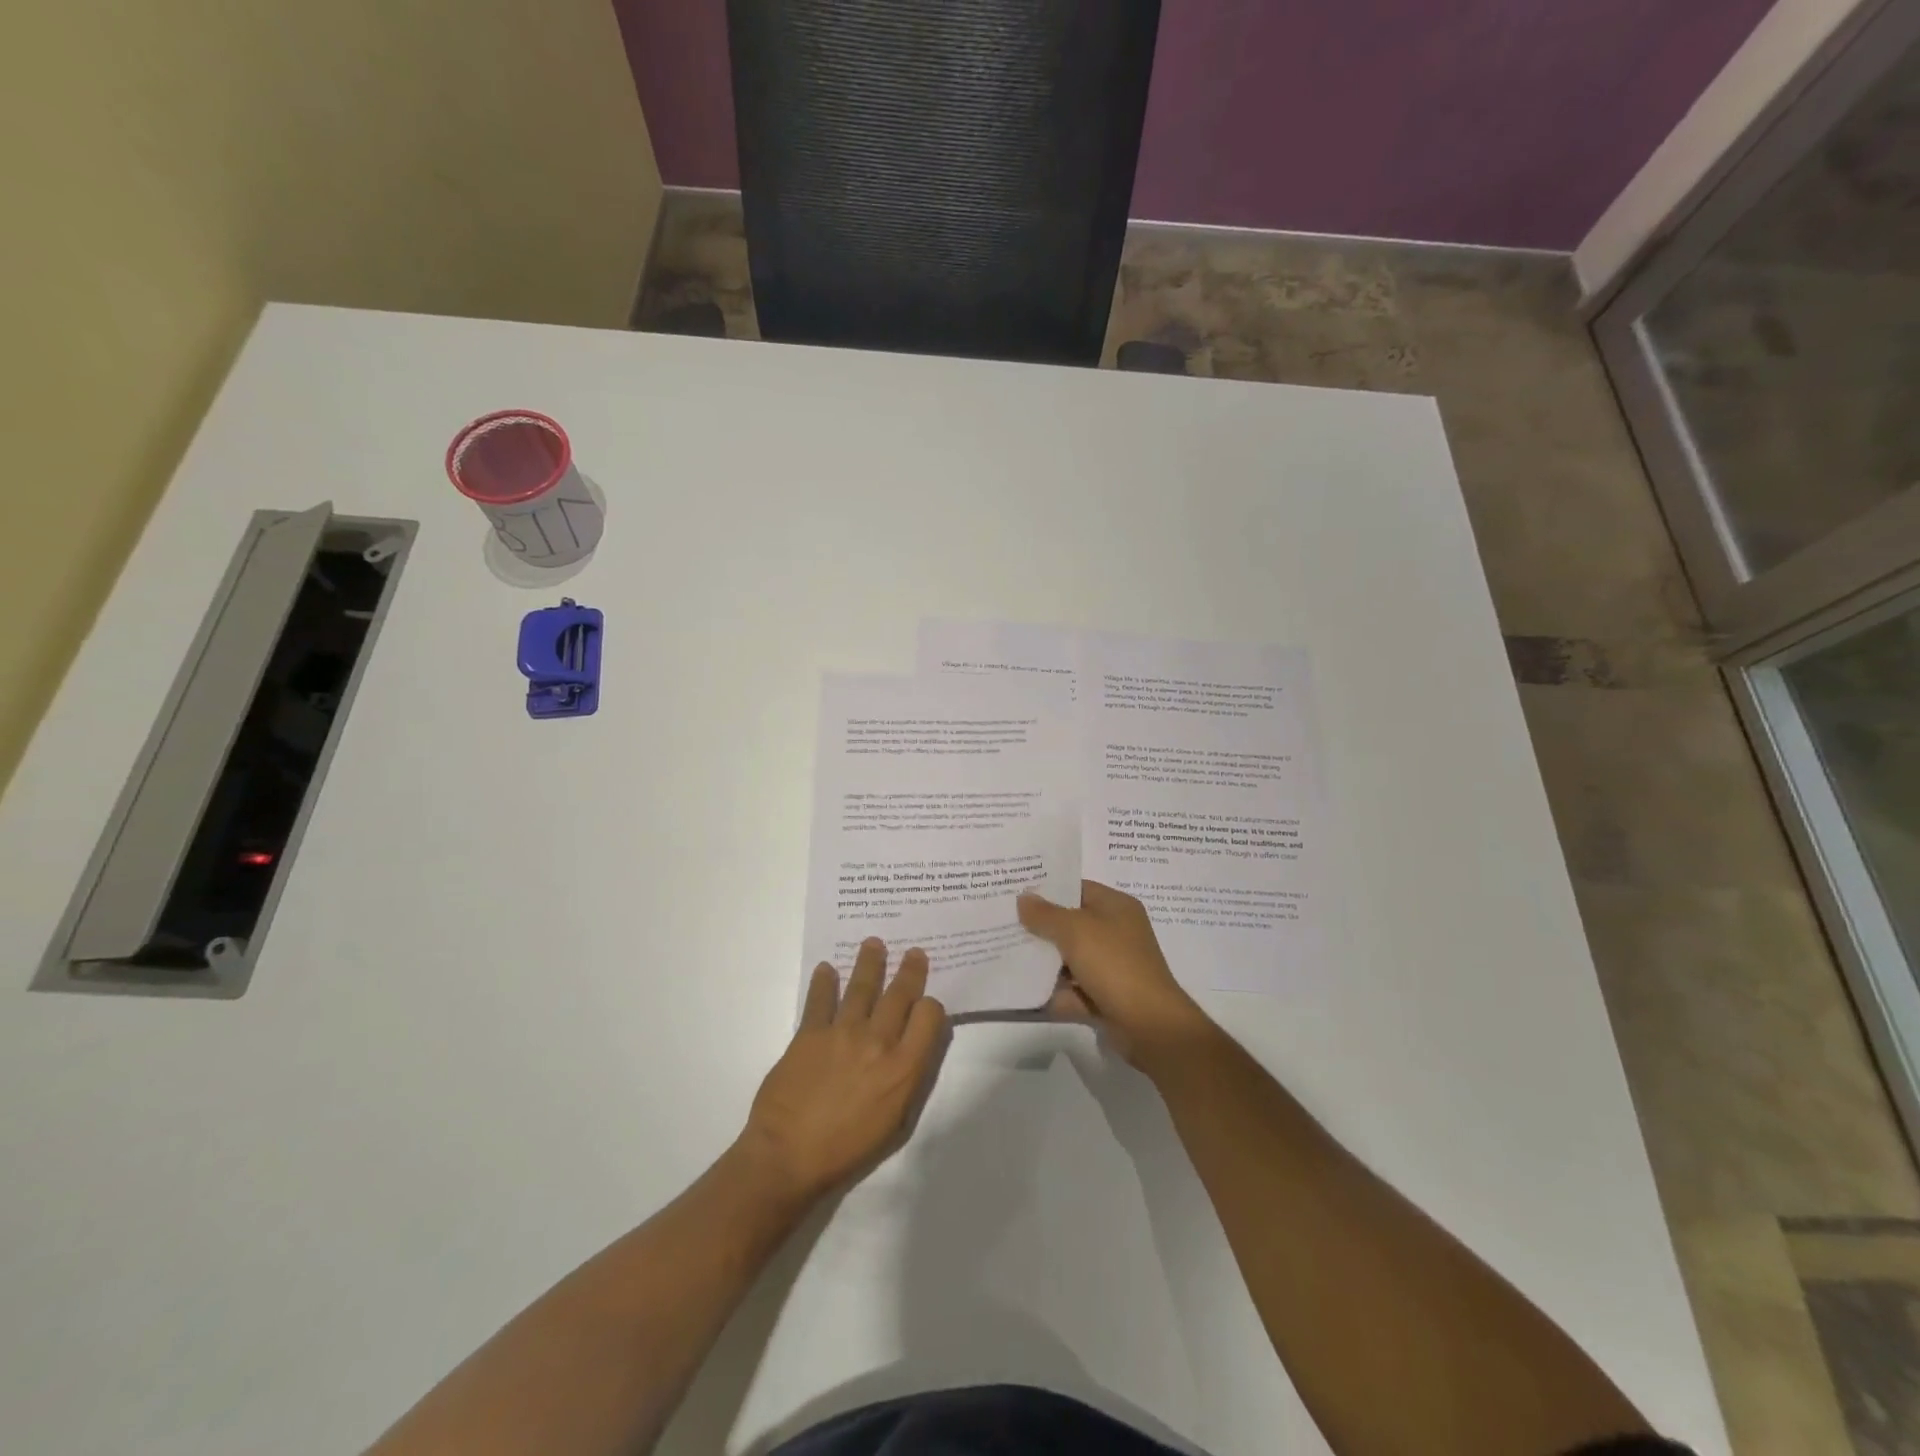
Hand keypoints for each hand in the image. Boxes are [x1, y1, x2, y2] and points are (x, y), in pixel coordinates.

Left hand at [739, 938, 947, 1204]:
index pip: (928, 1017)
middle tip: (913, 952)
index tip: (925, 1003)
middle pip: (899, 994)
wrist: (788, 1157)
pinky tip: (826, 968)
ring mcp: (842, 1033)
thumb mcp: (895, 1123)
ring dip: (870, 962)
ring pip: (862, 986)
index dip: (930, 1006)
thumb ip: (908, 1080)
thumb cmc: (847, 1150)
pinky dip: (824, 981)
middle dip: (910, 970)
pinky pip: (820, 999)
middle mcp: (878, 1042)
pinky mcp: (810, 1033)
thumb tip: (913, 1049)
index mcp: (903, 1068)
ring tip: (874, 943)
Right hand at [1018, 881, 1209, 1063]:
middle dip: (1040, 926)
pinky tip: (1022, 990)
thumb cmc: (1114, 964)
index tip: (1015, 891)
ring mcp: (1111, 967)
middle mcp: (1116, 933)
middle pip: (1070, 924)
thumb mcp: (1075, 930)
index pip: (1077, 888)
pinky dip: (1053, 991)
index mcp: (1116, 907)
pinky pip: (1072, 989)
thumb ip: (1045, 914)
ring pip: (1069, 958)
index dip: (1047, 889)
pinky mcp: (1105, 997)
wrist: (1149, 1025)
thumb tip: (1023, 898)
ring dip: (1043, 960)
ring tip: (1005, 953)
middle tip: (1003, 921)